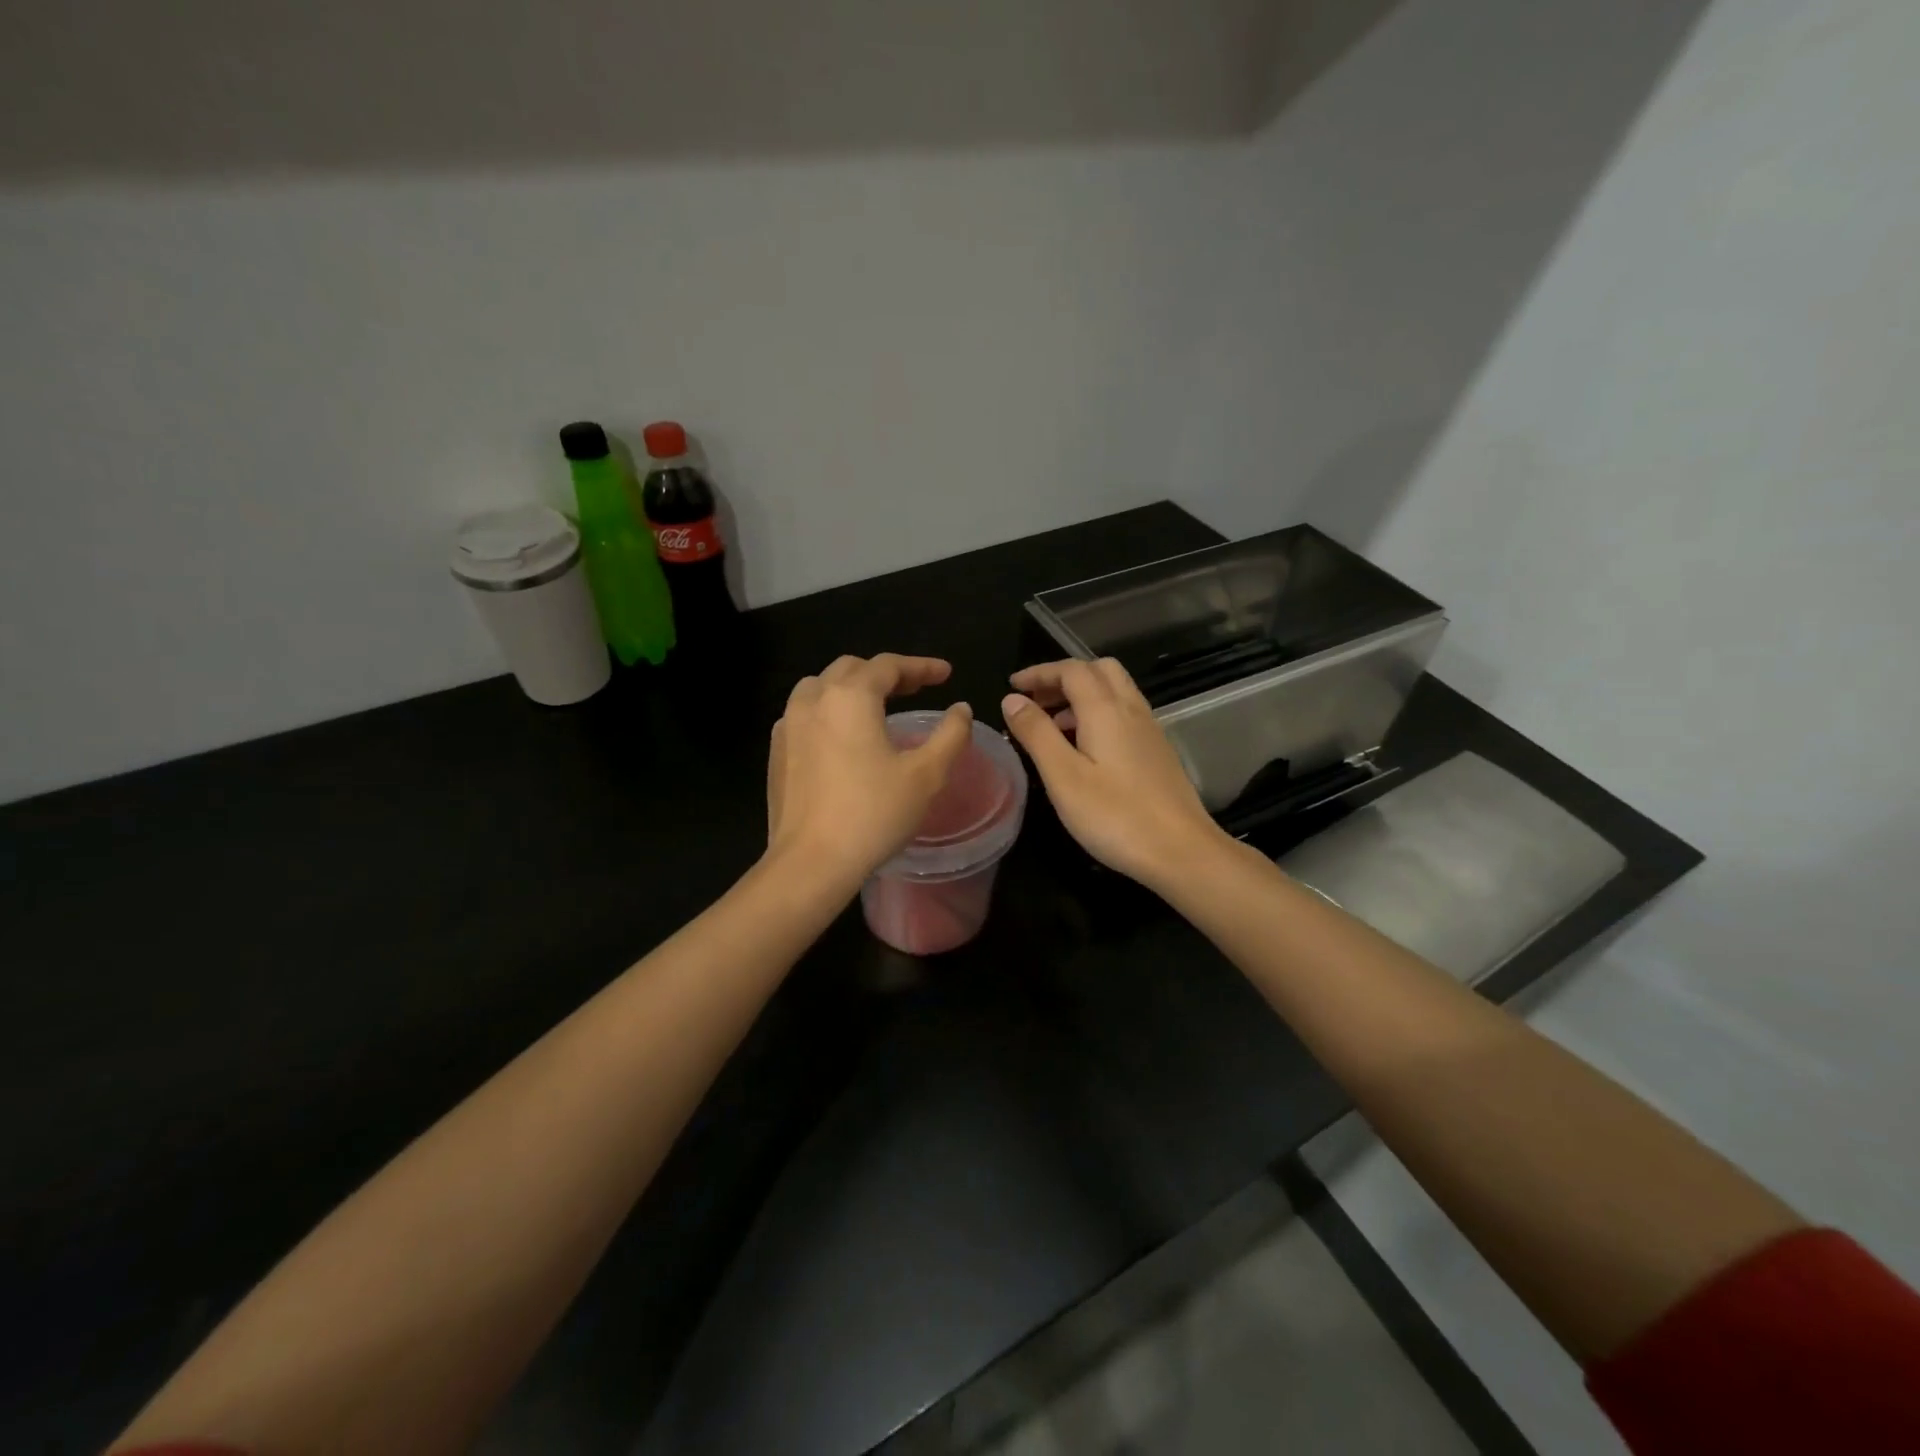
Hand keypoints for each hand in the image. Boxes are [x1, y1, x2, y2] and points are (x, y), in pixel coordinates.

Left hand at [766, 654, 973, 891]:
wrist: (811, 862)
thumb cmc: (873, 814)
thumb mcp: (926, 775)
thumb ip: (951, 735)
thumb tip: (961, 710)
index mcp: (850, 697)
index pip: (888, 666)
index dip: (921, 666)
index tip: (946, 674)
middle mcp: (813, 700)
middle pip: (851, 669)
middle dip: (886, 673)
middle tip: (915, 688)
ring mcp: (788, 725)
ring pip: (821, 687)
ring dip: (851, 687)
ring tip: (875, 706)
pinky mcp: (776, 752)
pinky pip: (804, 714)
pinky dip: (828, 710)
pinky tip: (841, 736)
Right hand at [1002, 658, 1226, 889]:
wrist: (1181, 850)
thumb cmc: (1115, 816)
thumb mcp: (1063, 777)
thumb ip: (1037, 733)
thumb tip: (1013, 700)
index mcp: (1105, 710)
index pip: (1071, 670)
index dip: (1040, 672)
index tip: (1013, 686)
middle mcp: (1131, 709)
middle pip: (1098, 670)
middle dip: (1063, 677)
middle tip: (1035, 701)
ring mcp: (1149, 730)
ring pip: (1114, 691)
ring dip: (1081, 696)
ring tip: (1052, 726)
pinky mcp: (1158, 751)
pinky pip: (1124, 713)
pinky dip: (1098, 714)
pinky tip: (1085, 748)